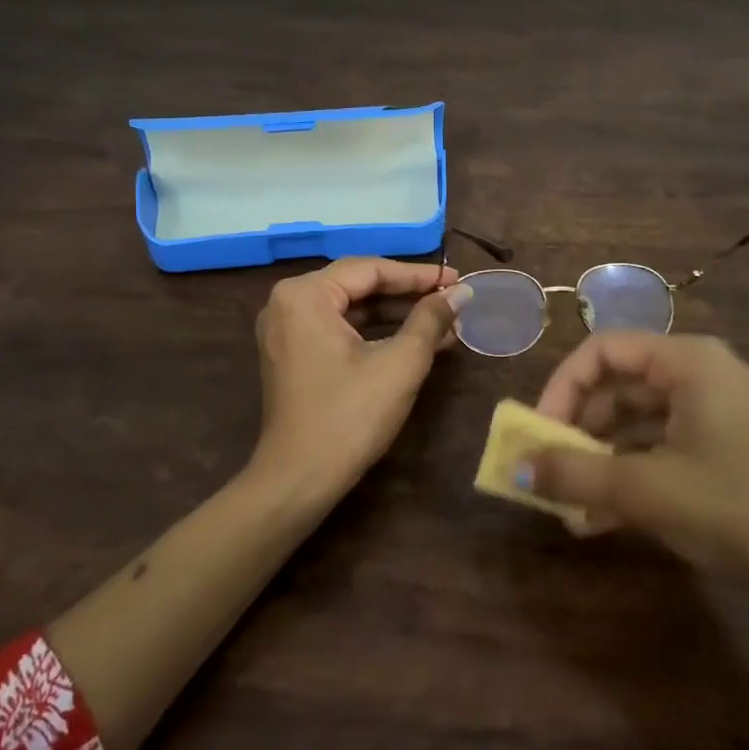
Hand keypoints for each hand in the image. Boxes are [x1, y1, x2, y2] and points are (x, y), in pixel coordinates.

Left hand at [249, 257, 471, 500]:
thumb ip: (431, 320)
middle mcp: (287, 303)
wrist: (299, 480)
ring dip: (396, 316)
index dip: (418, 275)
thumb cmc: (350, 416)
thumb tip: (461, 293)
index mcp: (304, 295)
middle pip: (358, 286)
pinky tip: (415, 342)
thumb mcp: (400, 364)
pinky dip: (375, 335)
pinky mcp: (293, 356)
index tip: (458, 280)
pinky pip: (339, 331)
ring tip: (444, 322)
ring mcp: (286, 331)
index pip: (370, 269)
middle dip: (408, 295)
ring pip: (351, 310)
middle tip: (453, 299)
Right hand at [529, 333, 748, 611]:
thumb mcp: (647, 491)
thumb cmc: (742, 508)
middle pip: (619, 387)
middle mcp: (701, 377)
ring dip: (599, 462)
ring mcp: (717, 416)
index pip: (603, 350)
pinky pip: (662, 452)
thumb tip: (517, 468)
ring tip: (569, 507)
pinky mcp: (727, 453)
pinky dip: (630, 478)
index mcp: (688, 363)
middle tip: (549, 472)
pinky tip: (601, 522)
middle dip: (577, 431)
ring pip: (638, 425)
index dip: (561, 386)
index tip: (538, 433)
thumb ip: (576, 475)